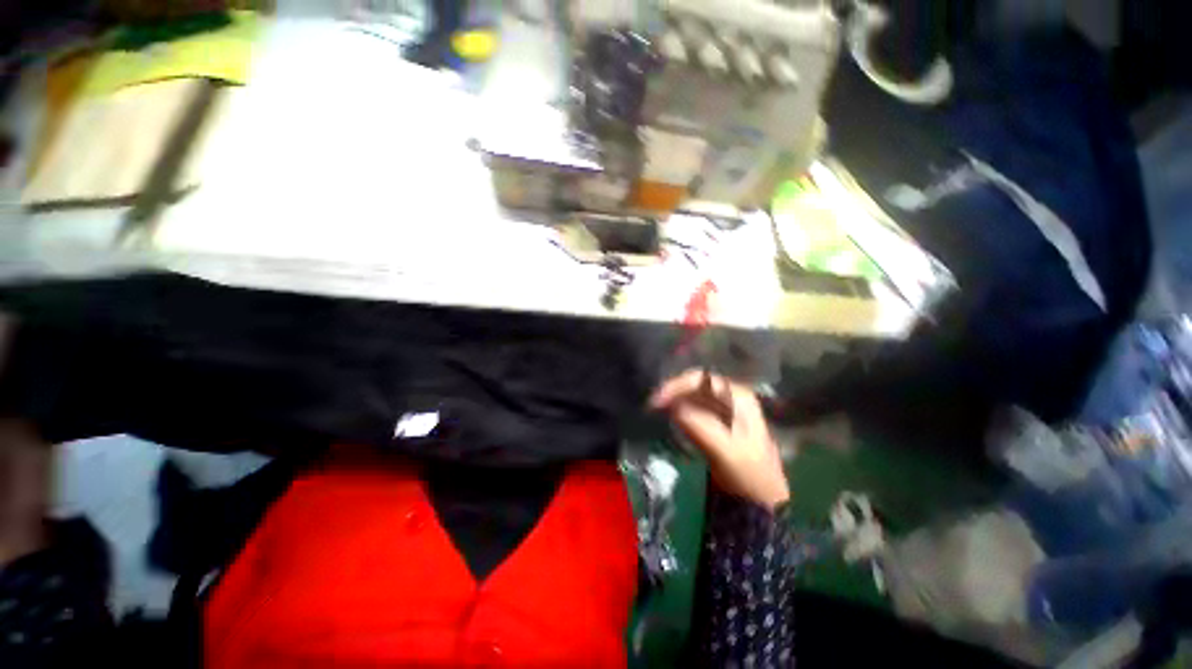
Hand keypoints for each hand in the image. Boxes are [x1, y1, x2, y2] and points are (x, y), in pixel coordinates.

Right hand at [650, 370, 789, 511]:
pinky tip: (669, 417)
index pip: (701, 379)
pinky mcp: (716, 421)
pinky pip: (693, 407)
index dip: (677, 385)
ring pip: (692, 395)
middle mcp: (731, 396)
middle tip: (652, 405)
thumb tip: (673, 407)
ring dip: (674, 400)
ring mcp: (724, 408)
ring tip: (656, 410)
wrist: (761, 499)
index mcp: (738, 396)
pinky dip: (679, 410)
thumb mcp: (724, 450)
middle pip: (695, 384)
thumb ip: (699, 425)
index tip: (657, 400)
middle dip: (673, 392)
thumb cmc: (747, 473)